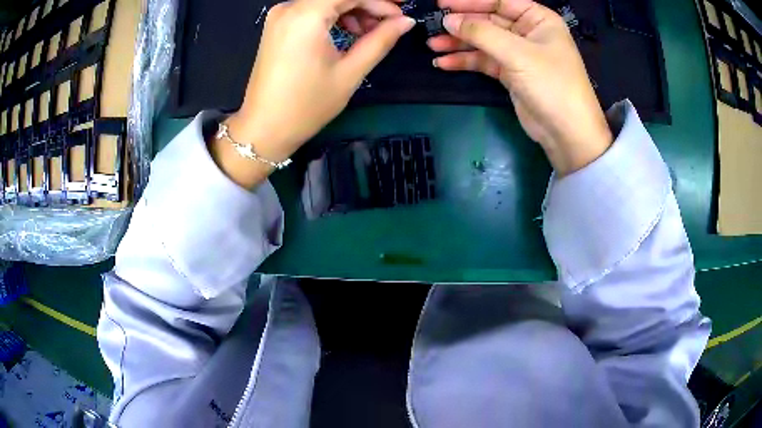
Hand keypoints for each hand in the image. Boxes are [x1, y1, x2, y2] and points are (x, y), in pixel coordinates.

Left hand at [212, 0, 414, 187]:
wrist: (264, 128)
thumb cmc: (306, 105)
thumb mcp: (349, 72)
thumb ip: (380, 40)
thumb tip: (405, 22)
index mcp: (306, 15)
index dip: (380, 1)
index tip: (400, 15)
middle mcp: (289, 7)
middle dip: (367, 4)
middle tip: (390, 24)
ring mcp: (280, 15)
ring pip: (326, 1)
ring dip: (352, 10)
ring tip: (369, 34)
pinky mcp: (278, 25)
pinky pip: (312, 10)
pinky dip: (334, 16)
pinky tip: (348, 33)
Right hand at [429, 0, 612, 175]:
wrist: (567, 133)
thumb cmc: (552, 85)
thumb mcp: (517, 54)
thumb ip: (481, 33)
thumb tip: (448, 20)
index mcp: (538, 19)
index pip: (499, 1)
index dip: (470, 1)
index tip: (442, 3)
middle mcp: (528, 32)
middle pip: (488, 20)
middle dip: (461, 24)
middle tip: (432, 24)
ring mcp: (518, 53)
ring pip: (483, 41)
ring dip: (459, 43)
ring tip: (432, 45)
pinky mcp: (510, 73)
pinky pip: (484, 60)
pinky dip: (465, 61)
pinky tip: (444, 63)